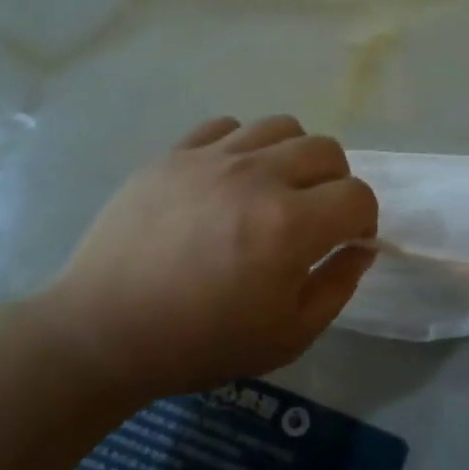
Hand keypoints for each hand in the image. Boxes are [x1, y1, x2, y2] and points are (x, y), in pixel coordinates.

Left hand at [25, 116, 377, 399]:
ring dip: (294, 157)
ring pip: (281, 126)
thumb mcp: (289, 336)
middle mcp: (256, 177)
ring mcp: (211, 158)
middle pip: (326, 150)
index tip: (348, 241)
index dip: (364, 220)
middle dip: (336, 183)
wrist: (104, 332)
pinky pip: (227, 126)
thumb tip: (360, 248)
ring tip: (275, 190)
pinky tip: (229, 179)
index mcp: (289, 226)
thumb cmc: (201, 343)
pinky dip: (243, 146)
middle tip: (315, 216)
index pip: (357, 196)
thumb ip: (338, 286)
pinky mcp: (173, 153)